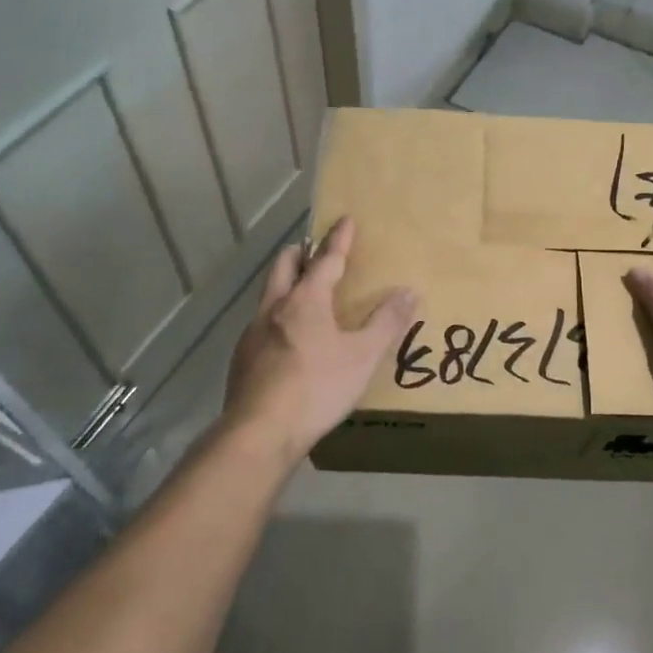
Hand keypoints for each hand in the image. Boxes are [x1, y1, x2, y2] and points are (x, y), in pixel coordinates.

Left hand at [223, 217, 417, 460]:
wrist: (259, 433)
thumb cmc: (317, 388)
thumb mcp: (362, 356)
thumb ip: (387, 323)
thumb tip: (409, 291)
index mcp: (306, 301)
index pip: (326, 259)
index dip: (338, 239)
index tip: (345, 219)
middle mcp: (275, 308)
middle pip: (284, 265)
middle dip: (300, 252)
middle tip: (315, 250)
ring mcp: (253, 333)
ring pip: (269, 294)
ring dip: (286, 284)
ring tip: (304, 295)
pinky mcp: (242, 358)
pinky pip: (261, 324)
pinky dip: (278, 317)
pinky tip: (287, 340)